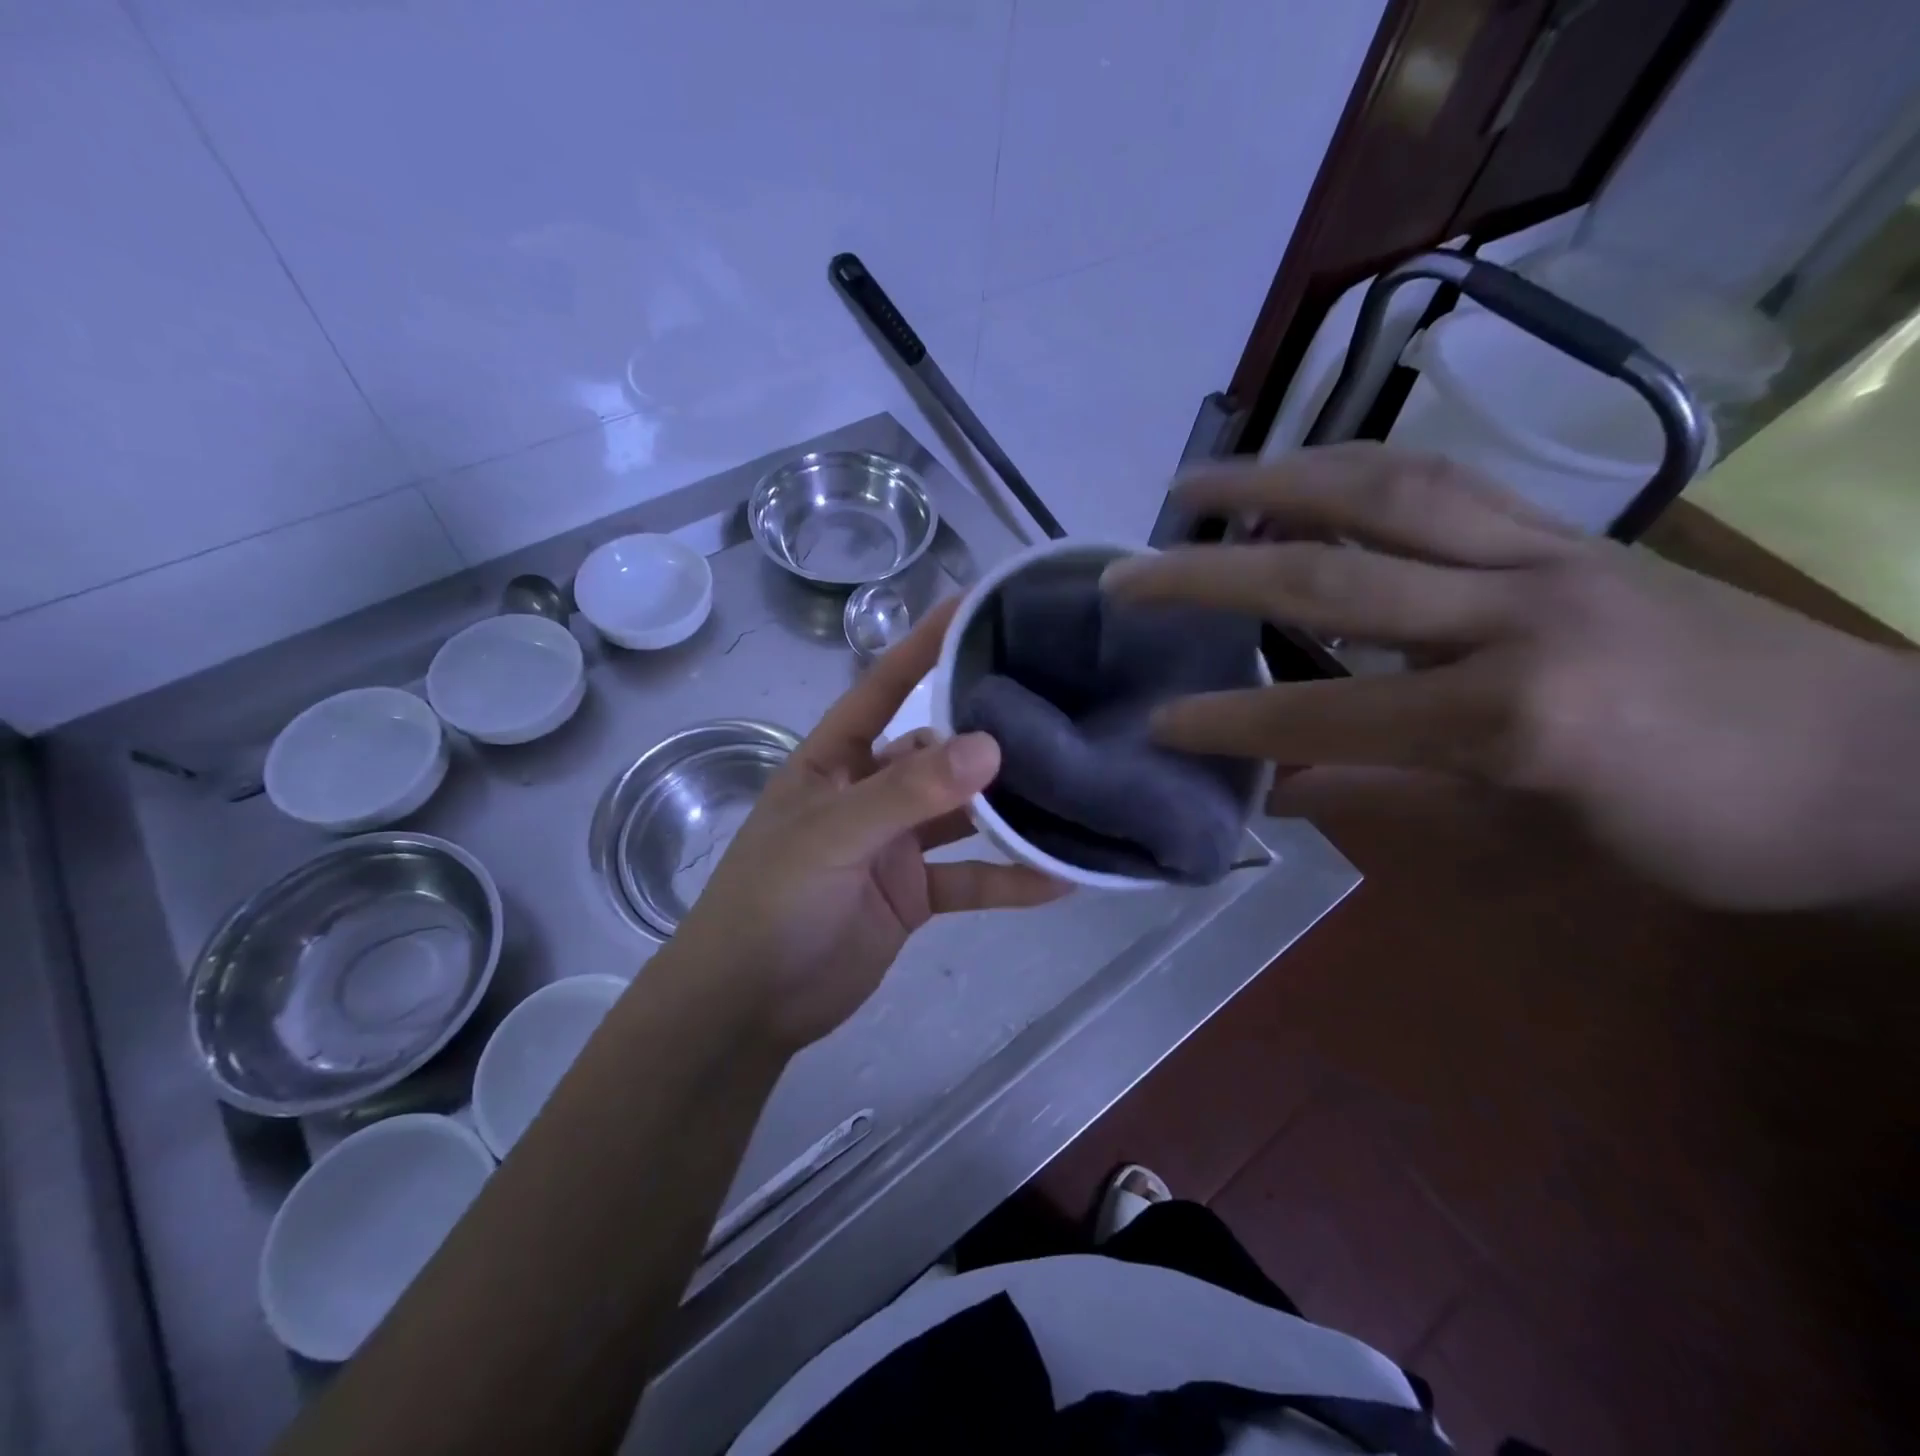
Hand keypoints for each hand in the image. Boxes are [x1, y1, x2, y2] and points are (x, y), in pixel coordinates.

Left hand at [670, 599, 1066, 1051]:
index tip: (975, 608)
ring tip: (1072, 792)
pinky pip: (970, 879)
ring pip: (962, 816)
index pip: (884, 687)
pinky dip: (1008, 879)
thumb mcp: (832, 836)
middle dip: (988, 738)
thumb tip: (988, 745)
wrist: (749, 1005)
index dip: (925, 646)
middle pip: (937, 753)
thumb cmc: (771, 902)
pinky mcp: (914, 895)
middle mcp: (869, 793)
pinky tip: (1058, 877)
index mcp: (834, 760)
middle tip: (1057, 714)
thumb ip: (907, 793)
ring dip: (1008, 812)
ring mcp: (894, 845)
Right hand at [1103, 444, 1919, 909]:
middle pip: (1330, 570)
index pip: (1326, 714)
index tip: (1153, 723)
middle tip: (1128, 571)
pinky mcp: (1568, 530)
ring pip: (1386, 489)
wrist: (1894, 766)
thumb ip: (1391, 802)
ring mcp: (1547, 553)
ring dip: (1273, 480)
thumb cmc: (1707, 833)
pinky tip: (1298, 477)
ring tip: (1194, 485)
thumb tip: (1281, 794)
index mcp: (1513, 715)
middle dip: (1210, 572)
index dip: (1229, 723)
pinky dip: (1350, 471)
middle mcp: (1518, 612)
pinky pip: (1441, 482)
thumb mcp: (1533, 846)